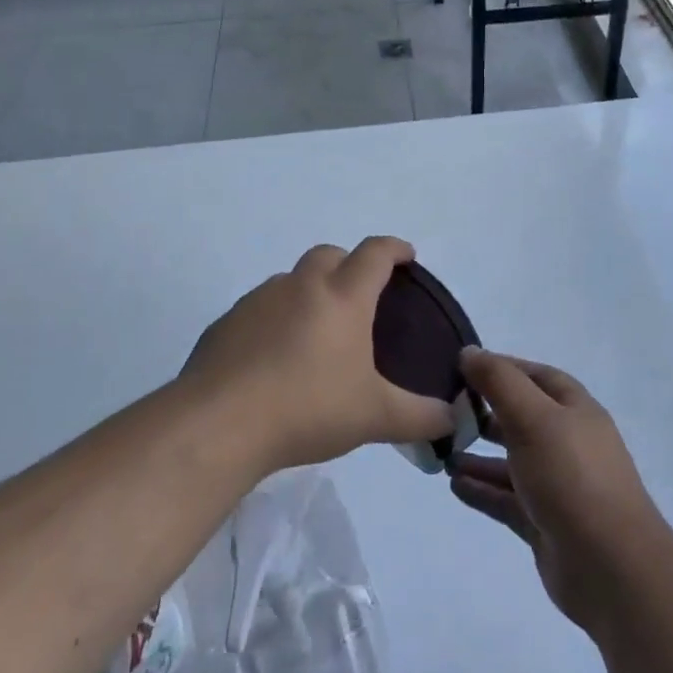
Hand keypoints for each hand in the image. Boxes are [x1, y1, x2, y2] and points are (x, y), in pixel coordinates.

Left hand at [181, 237, 453, 474]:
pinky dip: (274, 319)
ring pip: (291, 279)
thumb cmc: (309, 408)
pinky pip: (259, 308)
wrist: (221, 423)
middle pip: (329, 254)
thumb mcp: (374, 417)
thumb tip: (451, 420)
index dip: (395, 249)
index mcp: (343, 297)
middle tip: (359, 296)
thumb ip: (419, 416)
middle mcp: (302, 286)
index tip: (407, 255)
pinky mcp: (227, 322)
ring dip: (308, 291)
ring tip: (315, 332)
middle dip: (348, 263)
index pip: (375, 254)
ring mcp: (260, 300)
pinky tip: (273, 357)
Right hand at [448, 350, 670, 634]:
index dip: (502, 368)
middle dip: (486, 412)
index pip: (535, 376)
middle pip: (522, 417)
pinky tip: (454, 484)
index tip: (461, 367)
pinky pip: (507, 498)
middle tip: (446, 410)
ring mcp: (557, 485)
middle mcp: (567, 442)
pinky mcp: (545, 523)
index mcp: (574, 409)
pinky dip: (483, 489)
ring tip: (442, 450)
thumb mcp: (533, 417)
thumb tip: (470, 352)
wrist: (611, 568)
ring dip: (479, 454)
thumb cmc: (572, 477)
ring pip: (512, 461)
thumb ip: (499, 382)